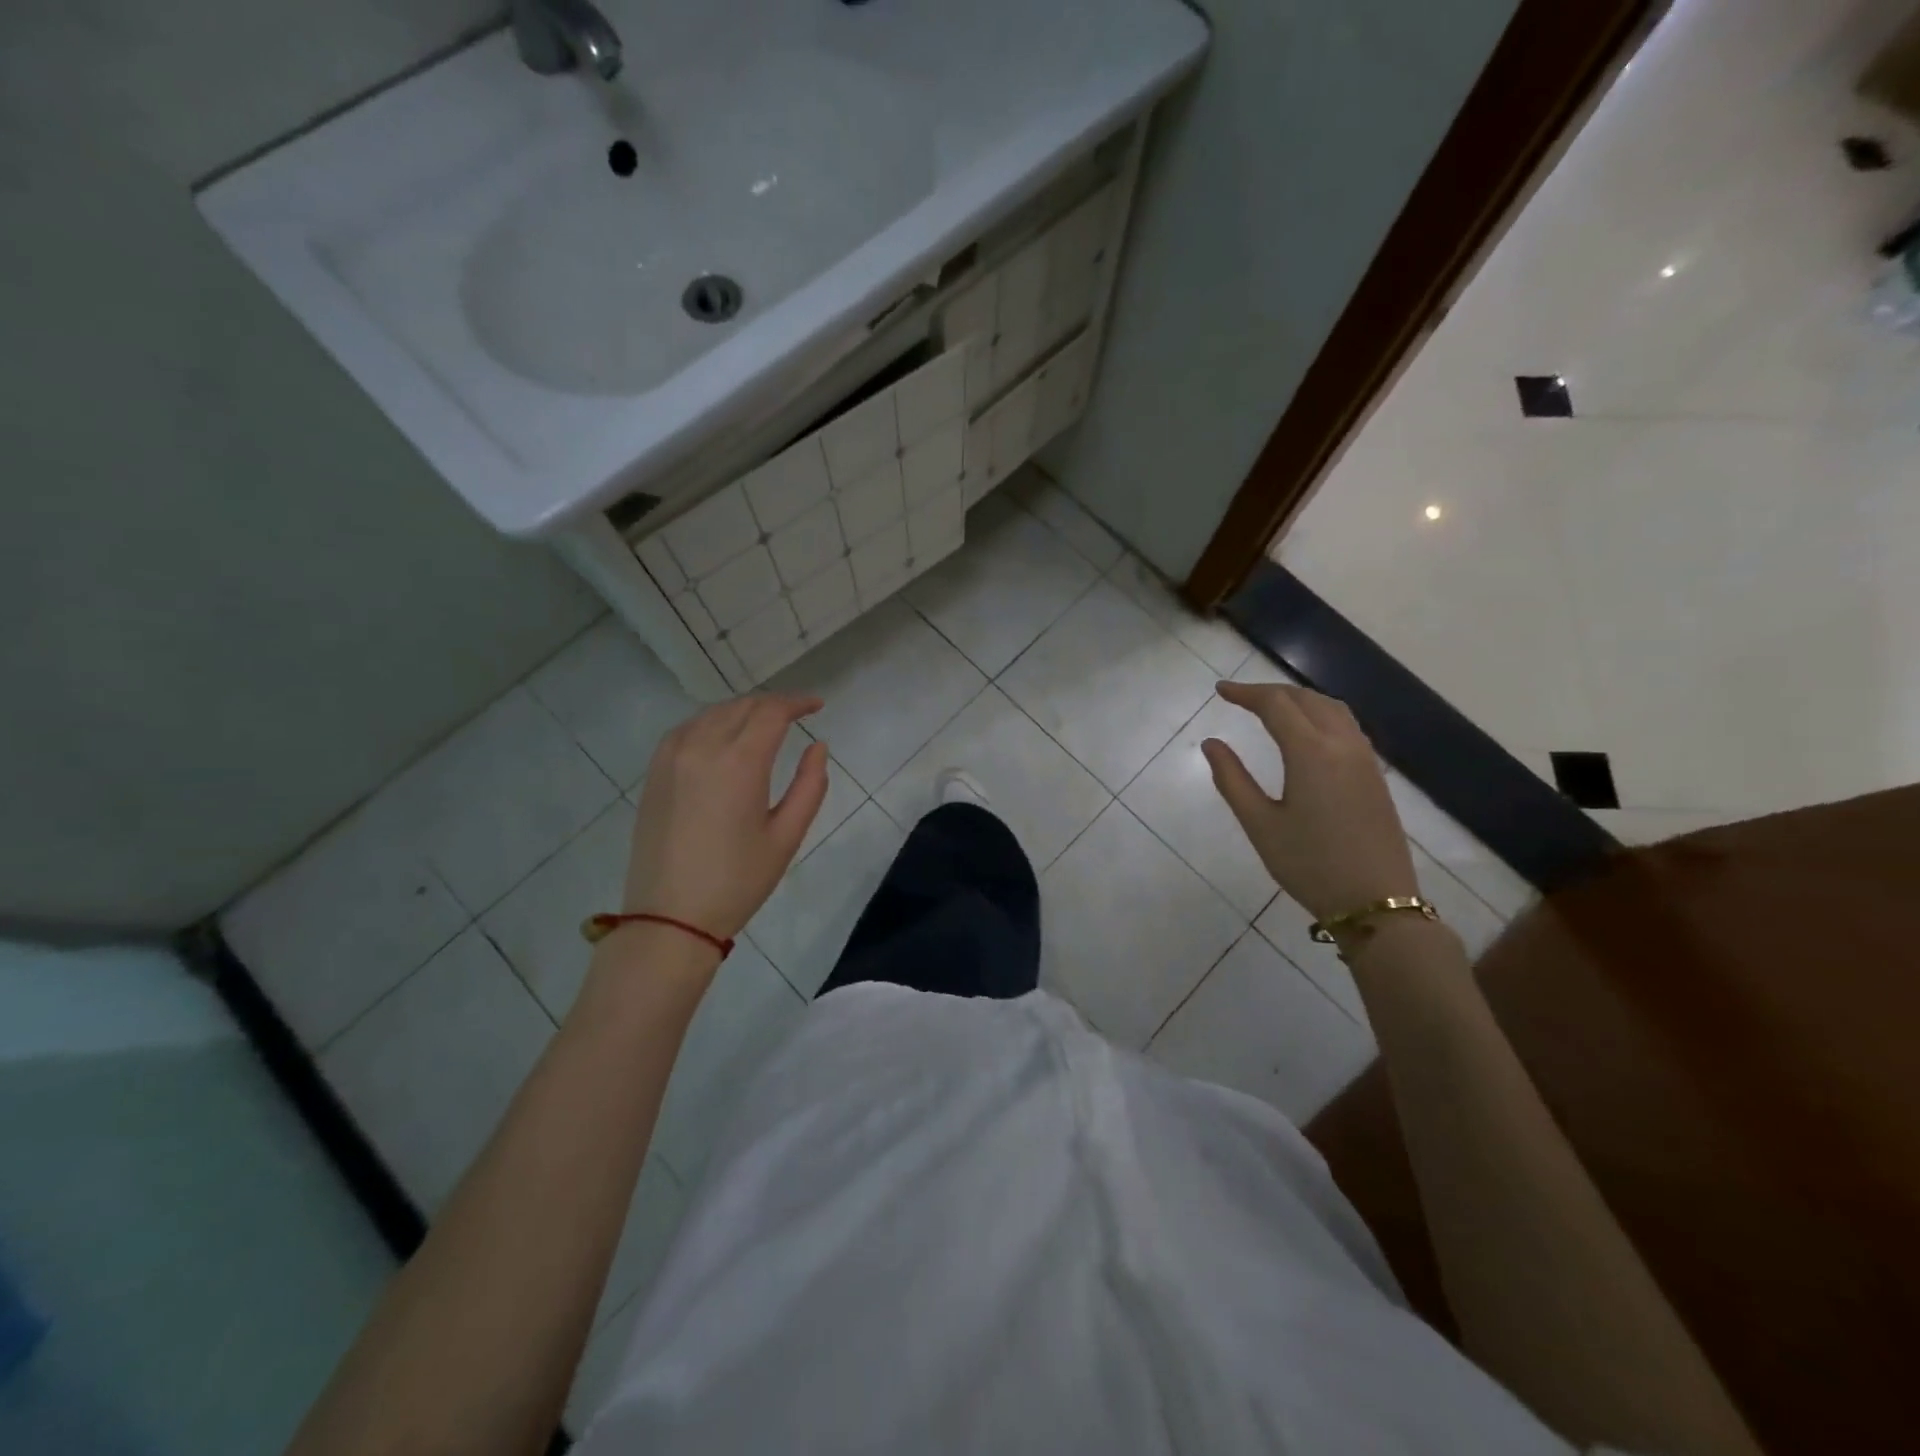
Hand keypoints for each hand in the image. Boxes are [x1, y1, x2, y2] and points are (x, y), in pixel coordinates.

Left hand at [623, 694, 829, 940]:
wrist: (670, 918)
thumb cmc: (738, 881)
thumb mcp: (787, 836)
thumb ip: (810, 785)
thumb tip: (818, 747)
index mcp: (739, 762)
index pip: (771, 712)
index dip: (798, 703)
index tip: (818, 706)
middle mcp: (702, 747)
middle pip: (742, 706)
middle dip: (773, 705)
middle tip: (797, 715)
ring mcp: (671, 757)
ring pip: (713, 713)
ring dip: (743, 711)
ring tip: (764, 724)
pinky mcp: (654, 772)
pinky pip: (687, 729)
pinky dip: (713, 723)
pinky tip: (724, 738)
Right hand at [1201, 681, 1418, 921]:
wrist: (1375, 901)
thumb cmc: (1309, 865)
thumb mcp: (1260, 824)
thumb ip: (1232, 779)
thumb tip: (1211, 743)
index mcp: (1311, 752)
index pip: (1276, 705)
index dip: (1245, 693)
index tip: (1220, 692)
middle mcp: (1342, 744)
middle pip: (1305, 699)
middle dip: (1270, 692)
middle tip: (1239, 698)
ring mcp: (1364, 758)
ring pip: (1331, 708)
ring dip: (1298, 699)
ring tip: (1271, 707)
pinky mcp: (1375, 774)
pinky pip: (1346, 725)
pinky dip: (1320, 714)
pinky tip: (1306, 732)